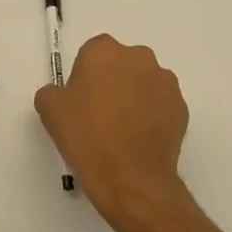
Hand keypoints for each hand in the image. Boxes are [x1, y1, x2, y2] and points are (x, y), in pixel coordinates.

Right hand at [35, 35, 189, 227]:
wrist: (131, 179)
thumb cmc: (87, 138)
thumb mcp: (50, 111)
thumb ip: (52, 91)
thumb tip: (62, 93)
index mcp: (104, 51)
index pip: (92, 53)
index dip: (84, 76)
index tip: (80, 101)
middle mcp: (138, 57)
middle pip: (121, 63)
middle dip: (112, 81)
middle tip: (100, 114)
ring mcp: (165, 82)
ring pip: (144, 82)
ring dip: (134, 96)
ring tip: (123, 130)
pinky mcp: (182, 106)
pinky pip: (161, 104)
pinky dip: (153, 115)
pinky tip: (140, 140)